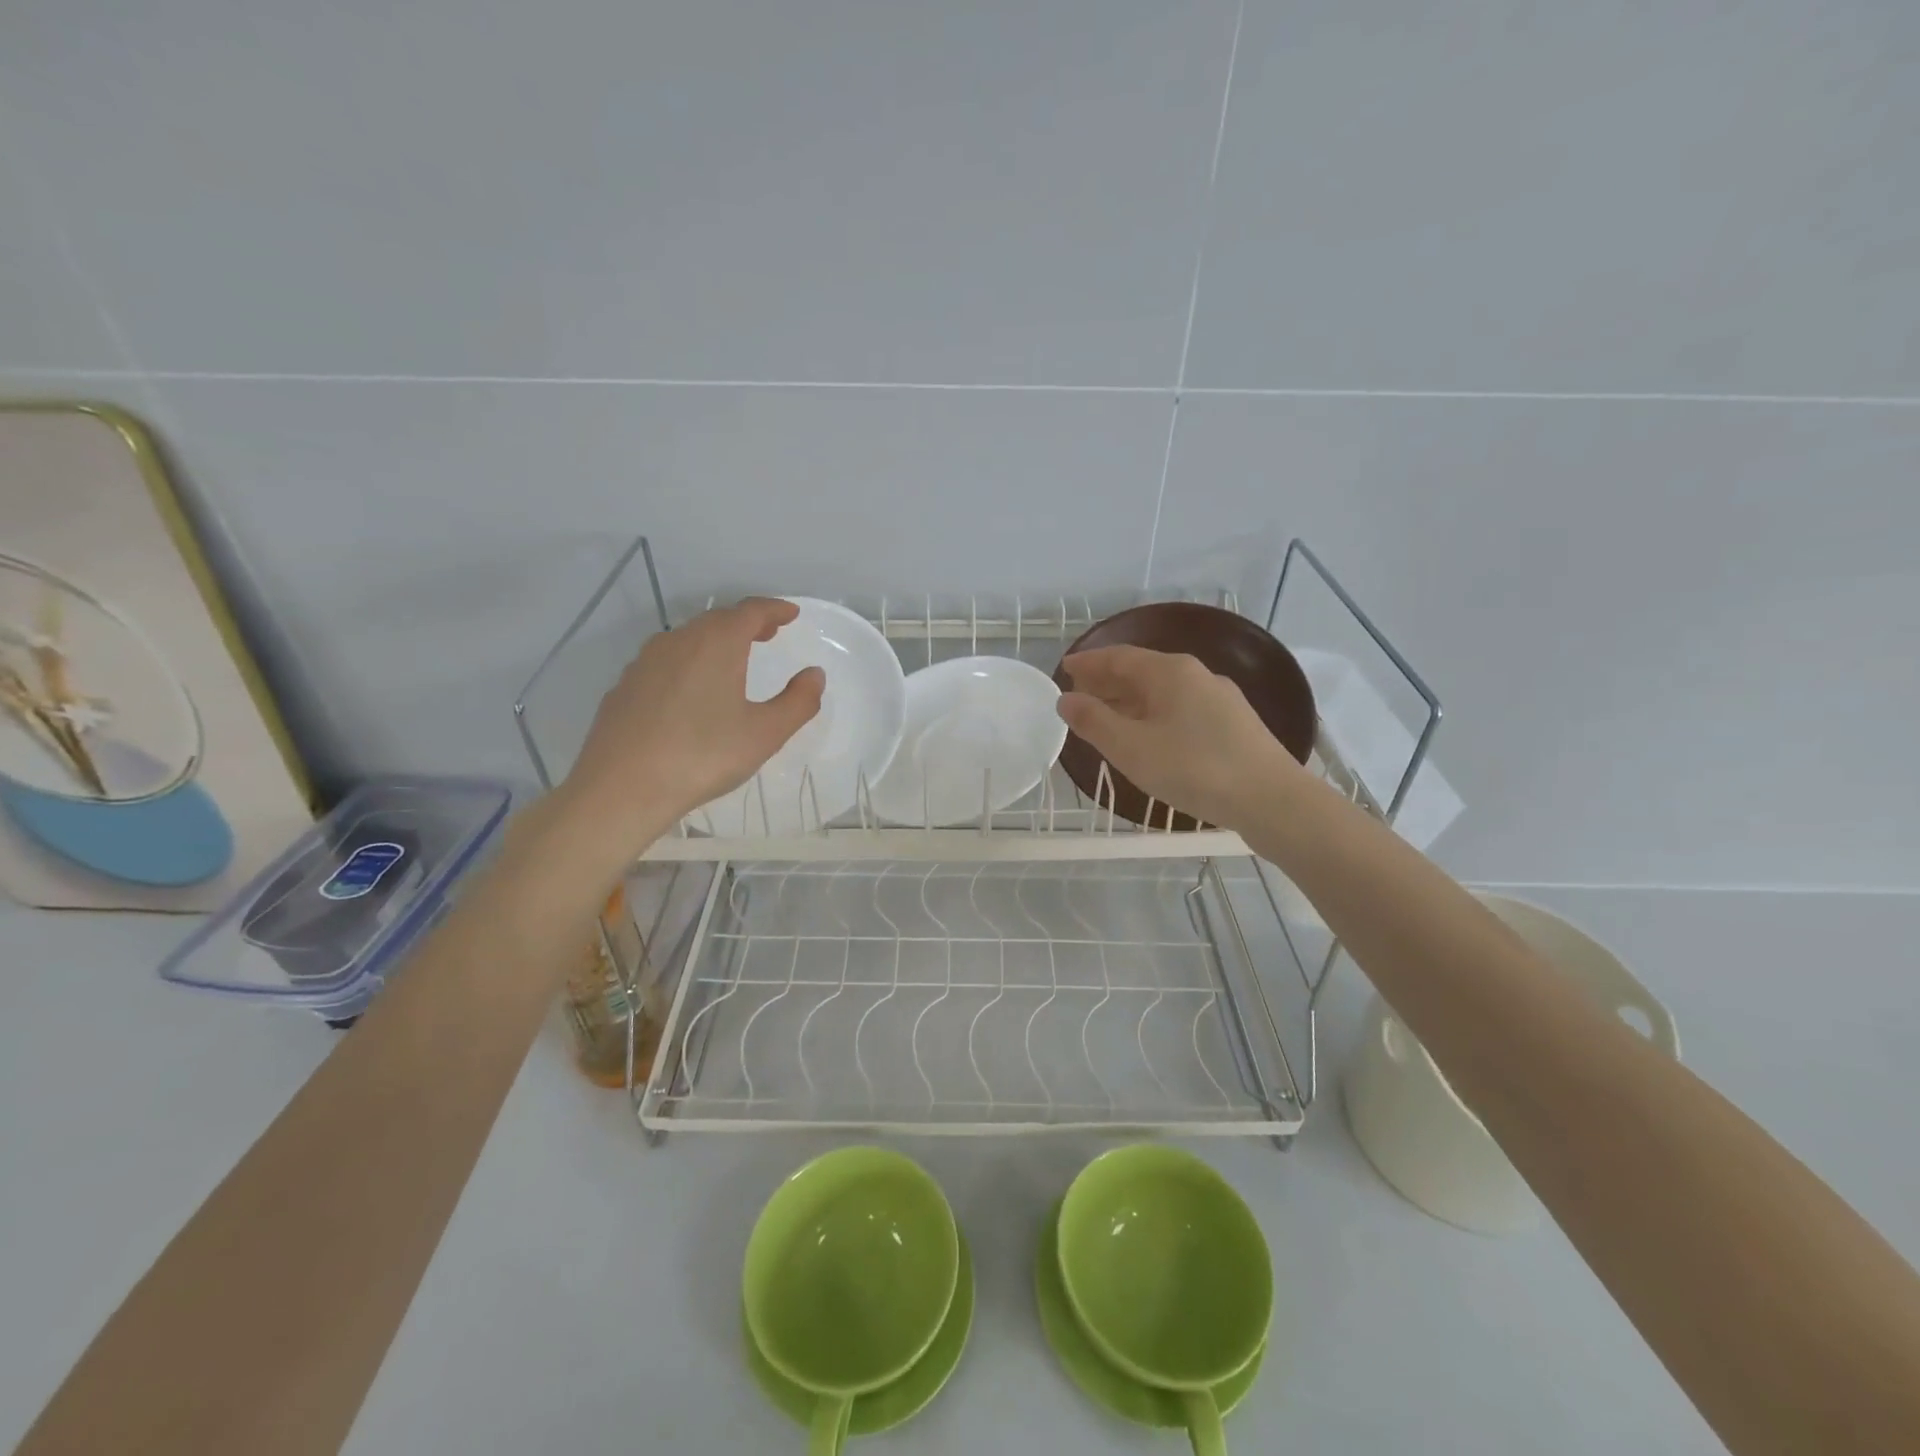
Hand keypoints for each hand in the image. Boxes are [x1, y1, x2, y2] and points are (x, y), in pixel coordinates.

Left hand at [555, 598, 823, 865]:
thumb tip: (815, 675)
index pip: (751, 611)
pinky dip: (689, 662)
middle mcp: (679, 641)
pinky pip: (666, 661)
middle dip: (746, 622)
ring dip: (716, 641)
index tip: (791, 614)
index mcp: (717, 643)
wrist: (621, 788)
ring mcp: (645, 662)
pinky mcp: (625, 686)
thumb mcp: (765, 734)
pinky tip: (692, 690)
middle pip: (717, 620)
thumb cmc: (703, 756)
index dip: (775, 609)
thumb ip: (798, 702)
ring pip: (688, 638)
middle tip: (768, 633)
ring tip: (733, 659)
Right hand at [1056, 645, 1302, 831]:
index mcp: (1170, 672)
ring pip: (1163, 692)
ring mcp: (1219, 699)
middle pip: (1142, 671)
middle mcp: (1197, 675)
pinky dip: (1153, 715)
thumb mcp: (1132, 747)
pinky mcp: (1233, 724)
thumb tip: (1066, 699)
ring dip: (1130, 701)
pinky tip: (1149, 738)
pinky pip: (1181, 709)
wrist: (1271, 799)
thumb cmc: (1194, 768)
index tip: (1065, 669)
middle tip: (1079, 695)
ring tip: (1107, 718)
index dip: (1089, 663)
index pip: (1119, 657)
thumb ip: (1094, 721)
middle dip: (1108, 682)